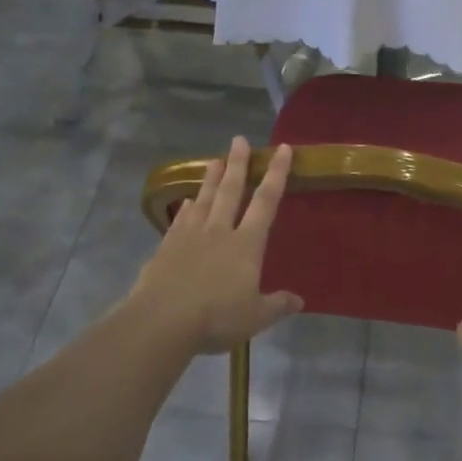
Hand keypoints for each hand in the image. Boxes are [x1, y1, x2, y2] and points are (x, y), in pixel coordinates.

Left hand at [129, 137, 303, 353]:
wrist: (162, 320)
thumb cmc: (217, 317)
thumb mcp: (256, 316)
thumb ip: (277, 305)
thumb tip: (299, 301)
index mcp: (247, 244)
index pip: (266, 202)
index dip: (276, 174)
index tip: (282, 149)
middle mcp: (219, 231)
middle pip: (231, 191)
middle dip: (238, 164)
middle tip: (239, 140)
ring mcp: (190, 237)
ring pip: (204, 199)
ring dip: (211, 179)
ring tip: (216, 159)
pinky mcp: (167, 248)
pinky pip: (180, 220)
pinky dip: (186, 208)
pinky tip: (187, 202)